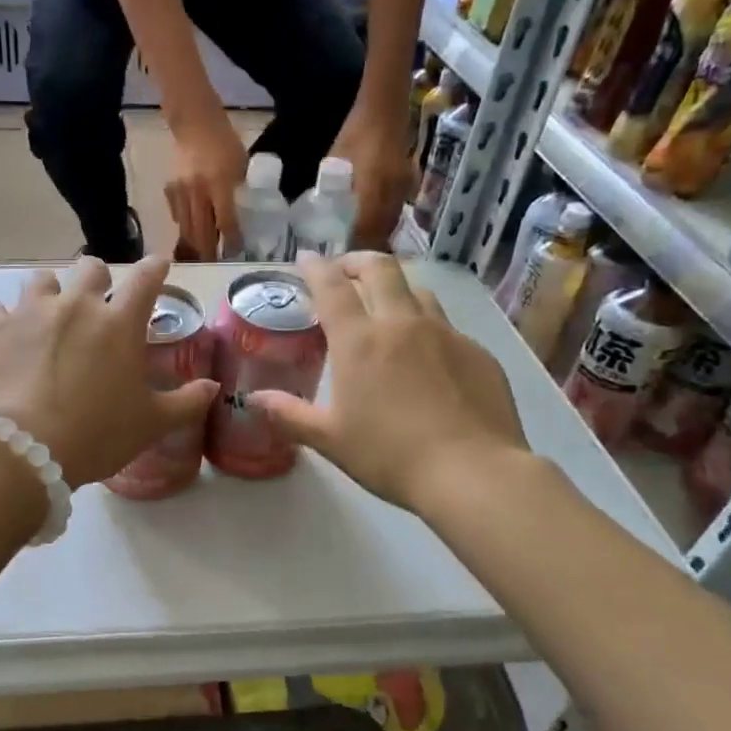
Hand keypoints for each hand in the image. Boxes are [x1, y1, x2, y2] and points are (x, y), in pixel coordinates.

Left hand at [0, 255, 218, 487]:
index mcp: (119, 323)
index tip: (158, 264)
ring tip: (47, 318)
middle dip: (98, 280)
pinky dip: (1, 319)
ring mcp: (30, 312)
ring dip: (49, 294)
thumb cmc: (97, 435)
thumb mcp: (151, 424)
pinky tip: (4, 337)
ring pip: (41, 280)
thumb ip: (187, 401)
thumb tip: (213, 386)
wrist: (25, 450)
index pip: (146, 278)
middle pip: (90, 268)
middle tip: (97, 302)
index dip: (155, 267)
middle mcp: (76, 305)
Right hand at [163, 109, 246, 259]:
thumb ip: (240, 189)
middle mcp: (198, 193)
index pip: (226, 222)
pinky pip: (177, 216)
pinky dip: (184, 227)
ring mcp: (181, 193)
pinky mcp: (170, 190)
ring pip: (186, 229)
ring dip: (194, 245)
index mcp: (219, 185)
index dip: (231, 240)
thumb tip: (242, 213)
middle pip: (202, 232)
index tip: (235, 253)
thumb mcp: (240, 164)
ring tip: (201, 258)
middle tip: (214, 265)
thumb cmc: (224, 141)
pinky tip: (189, 233)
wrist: (194, 123)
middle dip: (208, 252)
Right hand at [249, 252, 528, 509]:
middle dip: (357, 261)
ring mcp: (446, 334)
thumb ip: (288, 414)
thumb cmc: (390, 455)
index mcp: (360, 341)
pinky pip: (447, 326)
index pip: (332, 287)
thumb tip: (253, 399)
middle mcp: (402, 324)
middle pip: (380, 269)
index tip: (306, 258)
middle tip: (345, 270)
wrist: (472, 473)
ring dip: (395, 289)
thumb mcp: (329, 439)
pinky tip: (426, 357)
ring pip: (418, 292)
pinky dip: (427, 328)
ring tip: (386, 307)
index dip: (315, 267)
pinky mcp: (478, 353)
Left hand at [329, 103, 417, 250]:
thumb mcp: (335, 164)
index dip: (354, 248)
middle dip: (366, 248)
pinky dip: (385, 223)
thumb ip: (331, 192)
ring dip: (377, 237)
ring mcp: (403, 191)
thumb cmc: (355, 134)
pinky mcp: (408, 186)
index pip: (365, 231)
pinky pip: (396, 213)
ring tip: (359, 247)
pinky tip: (373, 227)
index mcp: (372, 192)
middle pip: (381, 233)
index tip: (341, 260)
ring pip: (391, 224)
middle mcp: (391, 196)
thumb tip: (322, 215)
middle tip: (349, 257)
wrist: (385, 109)